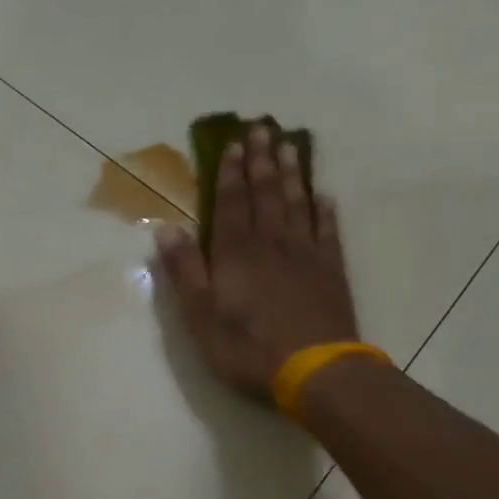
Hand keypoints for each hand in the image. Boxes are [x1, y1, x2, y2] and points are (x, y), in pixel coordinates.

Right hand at [156, 123, 359, 400]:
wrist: (314, 370)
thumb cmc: (247, 348)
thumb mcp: (200, 316)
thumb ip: (184, 271)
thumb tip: (166, 228)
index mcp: (236, 253)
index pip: (232, 203)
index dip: (232, 173)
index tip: (235, 144)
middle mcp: (272, 243)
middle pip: (267, 194)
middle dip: (262, 161)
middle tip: (264, 128)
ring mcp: (306, 255)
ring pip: (298, 204)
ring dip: (293, 175)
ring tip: (292, 147)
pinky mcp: (331, 271)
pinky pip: (328, 232)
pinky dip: (325, 211)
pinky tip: (324, 197)